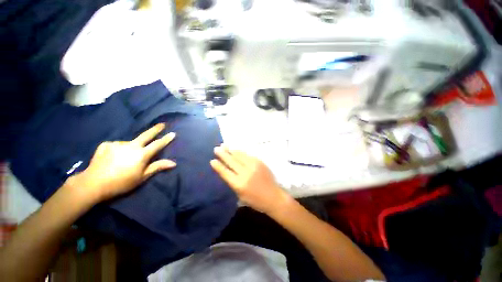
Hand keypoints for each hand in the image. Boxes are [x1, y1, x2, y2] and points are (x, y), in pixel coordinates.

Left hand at [68, 123, 175, 202]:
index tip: (173, 133)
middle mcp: (131, 146)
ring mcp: (117, 144)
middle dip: (155, 129)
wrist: (93, 184)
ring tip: (125, 158)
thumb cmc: (122, 182)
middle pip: (146, 135)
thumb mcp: (142, 177)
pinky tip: (113, 156)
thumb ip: (158, 167)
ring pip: (129, 143)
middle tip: (162, 124)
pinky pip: (116, 145)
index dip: (166, 139)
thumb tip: (174, 163)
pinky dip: (118, 149)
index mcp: (141, 154)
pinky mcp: (106, 145)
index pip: (158, 144)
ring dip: (131, 147)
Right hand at [210, 145, 292, 214]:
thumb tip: (227, 171)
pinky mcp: (260, 162)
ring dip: (231, 150)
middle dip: (223, 154)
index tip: (212, 160)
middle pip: (232, 162)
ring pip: (240, 156)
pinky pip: (248, 155)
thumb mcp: (241, 195)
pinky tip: (236, 149)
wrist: (273, 197)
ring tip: (224, 145)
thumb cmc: (256, 200)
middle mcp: (245, 173)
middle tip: (217, 148)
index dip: (218, 166)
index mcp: (239, 184)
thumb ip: (233, 182)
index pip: (226, 173)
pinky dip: (241, 152)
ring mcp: (253, 166)